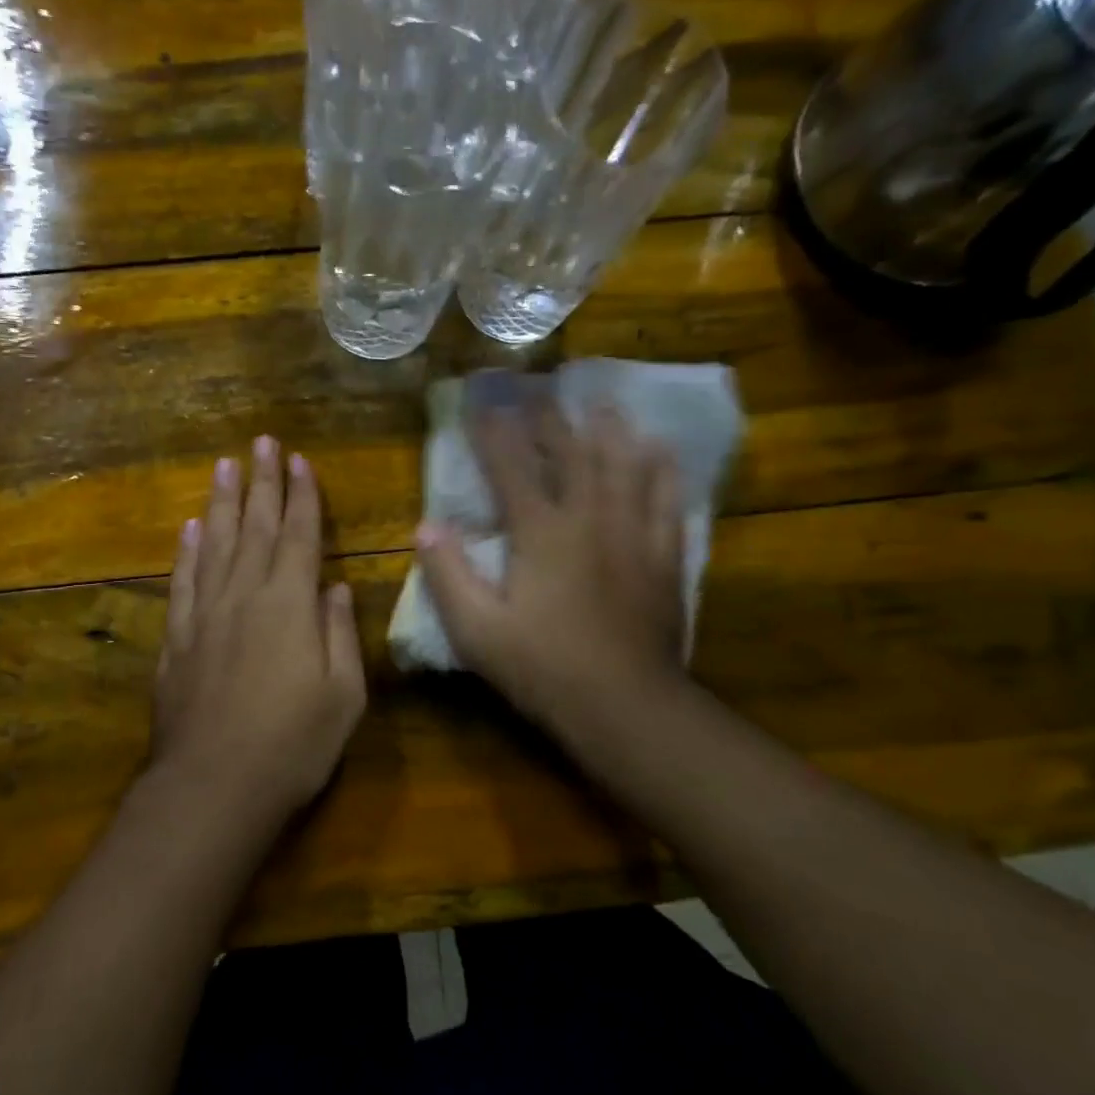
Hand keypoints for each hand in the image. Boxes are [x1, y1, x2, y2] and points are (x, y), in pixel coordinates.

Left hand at [149, 435, 366, 823]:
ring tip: (224, 466)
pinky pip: (183, 582)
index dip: (301, 496)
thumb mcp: (343, 695)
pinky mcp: (176, 639)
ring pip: (214, 544)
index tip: (298, 460)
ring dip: (221, 503)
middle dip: (261, 483)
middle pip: (254, 527)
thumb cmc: (293, 745)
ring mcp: (205, 615)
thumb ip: (339, 634)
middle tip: (261, 443)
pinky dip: (186, 551)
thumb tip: (336, 587)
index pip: (299, 536)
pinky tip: (188, 529)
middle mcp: (245, 596)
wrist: (214, 786)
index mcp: (290, 605)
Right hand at [416, 388, 690, 741]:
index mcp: (541, 533)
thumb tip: (426, 526)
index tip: (482, 400)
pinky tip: (662, 454)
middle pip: (572, 454)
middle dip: (552, 418)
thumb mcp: (476, 631)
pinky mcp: (664, 558)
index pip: (511, 467)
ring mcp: (634, 535)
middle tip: (542, 388)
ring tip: (606, 403)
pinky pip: (667, 501)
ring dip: (612, 431)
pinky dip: (663, 472)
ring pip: (625, 467)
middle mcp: (589, 520)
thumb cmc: (543, 669)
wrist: (626, 706)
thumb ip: (448, 575)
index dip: (493, 430)